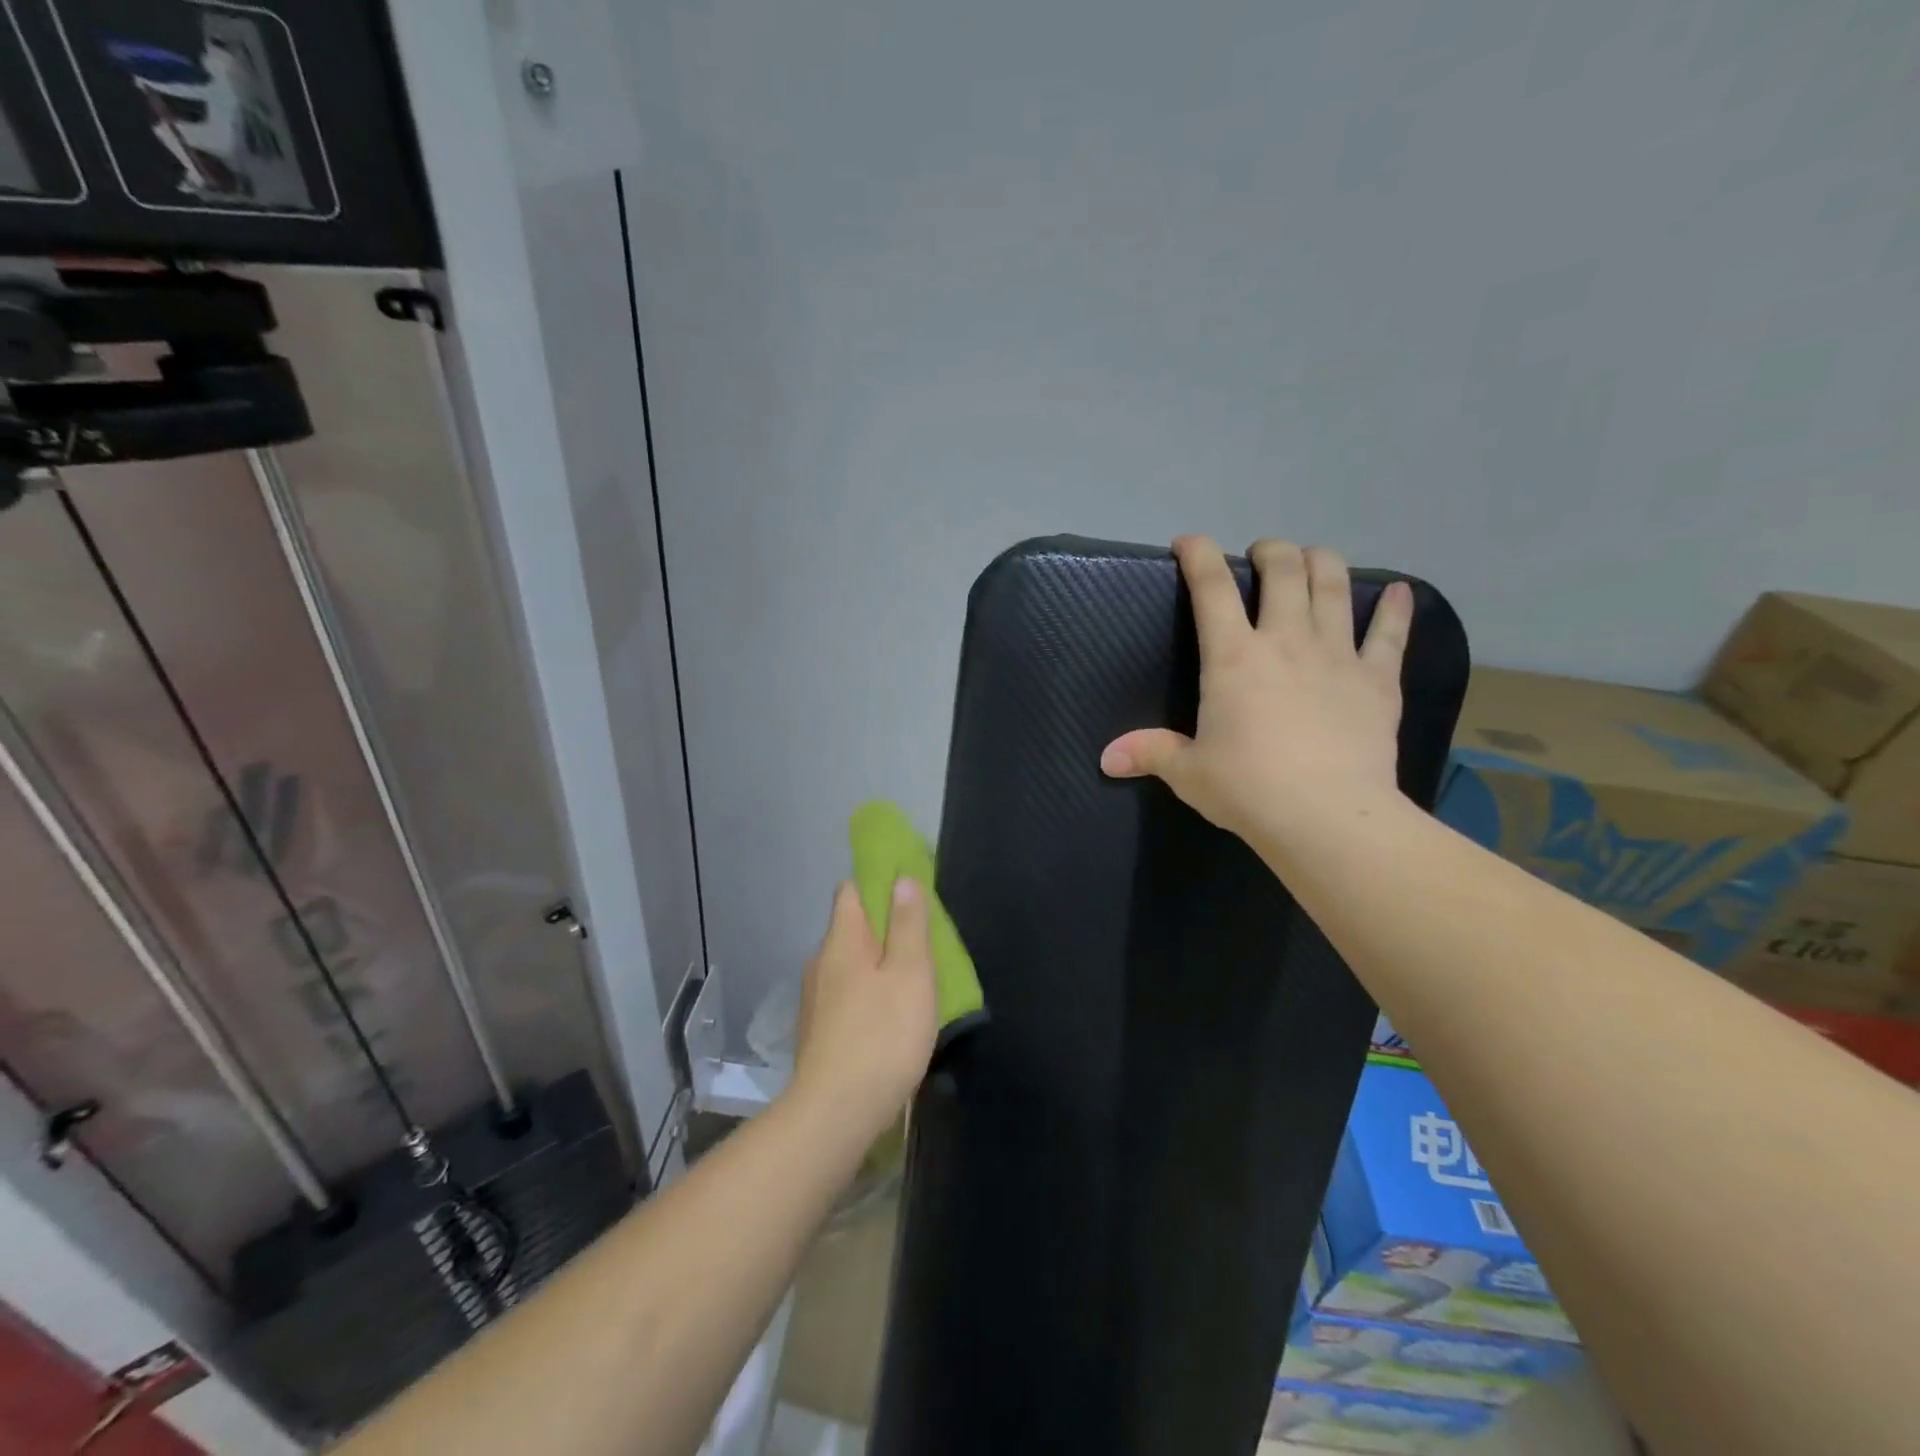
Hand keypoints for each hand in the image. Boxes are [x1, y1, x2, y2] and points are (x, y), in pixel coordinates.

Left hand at [789, 879, 938, 1144]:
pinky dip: (867, 995)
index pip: (851, 890)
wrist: (836, 1113)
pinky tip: (888, 1019)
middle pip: (851, 928)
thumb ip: (907, 924)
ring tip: (910, 983)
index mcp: (842, 940)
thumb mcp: (910, 973)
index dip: (878, 884)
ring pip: (849, 965)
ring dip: (877, 966)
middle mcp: (821, 961)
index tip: (908, 893)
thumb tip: (901, 879)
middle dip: (883, 929)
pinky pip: (846, 996)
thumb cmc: (882, 1035)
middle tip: (922, 944)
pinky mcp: (817, 1031)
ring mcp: (815, 999)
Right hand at [1100, 536, 1412, 845]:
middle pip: (1283, 569)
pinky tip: (1401, 593)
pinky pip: (1390, 634)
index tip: (1188, 542)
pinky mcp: (1377, 679)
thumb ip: (1150, 753)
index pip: (1211, 587)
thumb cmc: (1248, 789)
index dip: (1198, 555)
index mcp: (1233, 657)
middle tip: (1261, 556)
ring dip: (1322, 562)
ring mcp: (1337, 655)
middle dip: (1270, 550)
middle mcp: (1286, 640)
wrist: (1326, 817)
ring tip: (1314, 559)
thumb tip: (1106, 758)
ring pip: (1334, 585)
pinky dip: (1396, 610)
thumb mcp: (1189, 772)